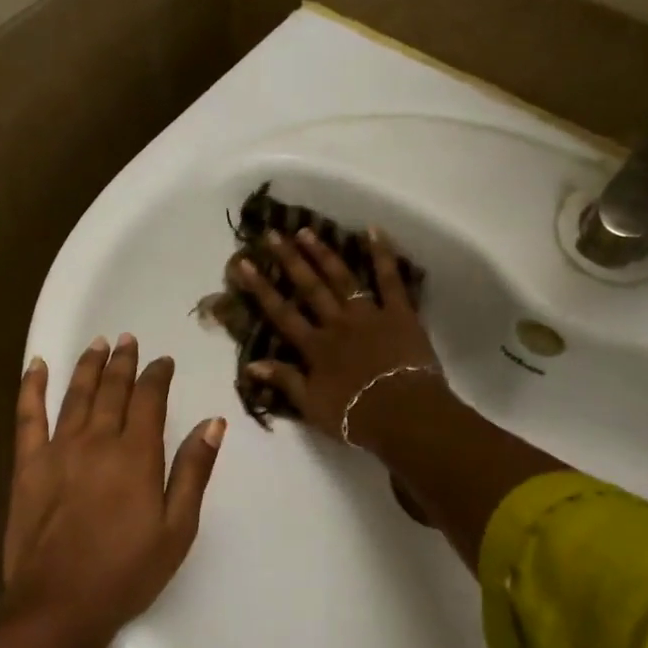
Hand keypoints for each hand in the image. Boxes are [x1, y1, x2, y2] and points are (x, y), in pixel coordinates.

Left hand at [2, 335, 225, 647]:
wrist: (59, 604)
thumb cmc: (127, 572)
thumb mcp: (177, 529)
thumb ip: (193, 472)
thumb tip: (213, 424)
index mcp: (137, 455)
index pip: (150, 399)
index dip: (157, 376)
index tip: (163, 362)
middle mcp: (98, 440)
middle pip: (112, 389)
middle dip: (123, 362)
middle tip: (128, 340)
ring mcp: (58, 449)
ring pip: (75, 394)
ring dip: (88, 365)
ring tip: (98, 343)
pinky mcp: (28, 465)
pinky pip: (28, 416)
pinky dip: (31, 387)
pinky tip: (36, 366)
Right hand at [232, 226, 444, 447]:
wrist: (403, 414)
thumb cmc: (354, 416)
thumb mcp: (311, 405)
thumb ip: (284, 380)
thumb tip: (251, 364)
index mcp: (315, 347)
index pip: (282, 313)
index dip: (261, 288)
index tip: (243, 263)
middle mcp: (337, 323)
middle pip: (309, 288)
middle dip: (289, 260)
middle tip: (273, 234)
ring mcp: (369, 315)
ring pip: (342, 278)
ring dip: (324, 254)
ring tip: (307, 231)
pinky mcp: (400, 314)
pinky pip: (390, 279)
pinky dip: (382, 254)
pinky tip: (373, 230)